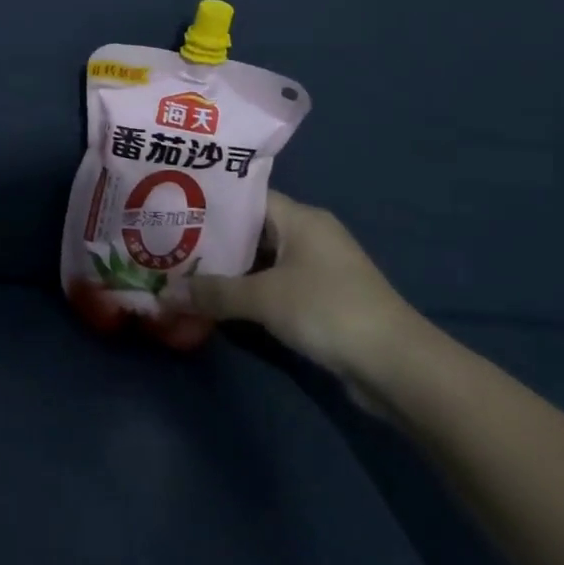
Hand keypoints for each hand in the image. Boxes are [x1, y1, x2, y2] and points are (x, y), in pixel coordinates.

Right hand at [185, 192, 422, 406]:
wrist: (398, 367)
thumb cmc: (328, 310)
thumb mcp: (263, 298)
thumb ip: (213, 293)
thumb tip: (164, 294)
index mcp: (300, 218)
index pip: (245, 197)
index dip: (209, 202)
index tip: (171, 208)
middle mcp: (310, 235)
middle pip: (250, 229)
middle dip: (211, 240)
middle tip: (166, 243)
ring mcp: (318, 268)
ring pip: (260, 260)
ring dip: (228, 269)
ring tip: (182, 270)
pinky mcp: (321, 299)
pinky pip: (273, 284)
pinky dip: (247, 290)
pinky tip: (216, 299)